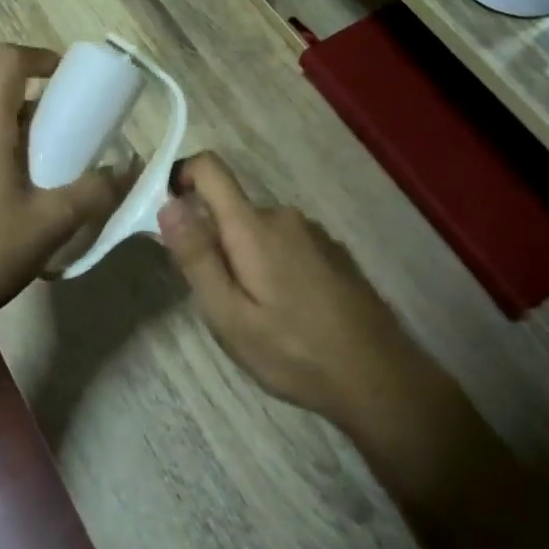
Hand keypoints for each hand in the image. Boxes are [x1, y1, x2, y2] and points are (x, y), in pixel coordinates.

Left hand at [0, 44, 126, 332]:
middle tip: (66, 148)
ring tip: (39, 185)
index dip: (40, 57)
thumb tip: (126, 168)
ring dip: (14, 144)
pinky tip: (2, 211)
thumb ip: (94, 191)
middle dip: (37, 116)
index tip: (66, 79)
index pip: (6, 61)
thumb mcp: (52, 223)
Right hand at [156, 152, 431, 437]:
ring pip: (257, 231)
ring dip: (245, 258)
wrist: (381, 379)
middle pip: (231, 209)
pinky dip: (273, 266)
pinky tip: (290, 312)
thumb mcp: (230, 317)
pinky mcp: (332, 251)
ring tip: (257, 314)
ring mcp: (313, 232)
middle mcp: (283, 216)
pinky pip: (285, 244)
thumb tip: (168, 205)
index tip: (169, 215)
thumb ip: (197, 258)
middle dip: (214, 242)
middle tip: (220, 300)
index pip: (210, 169)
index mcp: (253, 227)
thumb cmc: (295, 352)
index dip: (181, 177)